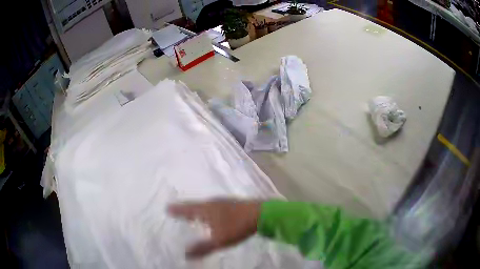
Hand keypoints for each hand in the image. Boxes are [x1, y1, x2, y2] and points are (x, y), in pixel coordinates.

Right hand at [168, 199, 260, 258]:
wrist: (262, 214)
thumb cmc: (237, 226)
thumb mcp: (219, 240)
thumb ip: (202, 248)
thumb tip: (185, 254)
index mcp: (206, 209)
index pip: (187, 209)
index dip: (177, 210)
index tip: (167, 208)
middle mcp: (213, 203)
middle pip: (195, 205)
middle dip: (186, 208)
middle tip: (178, 210)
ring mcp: (224, 201)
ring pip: (206, 205)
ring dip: (197, 208)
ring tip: (193, 212)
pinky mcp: (233, 203)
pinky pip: (215, 206)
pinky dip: (208, 210)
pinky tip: (213, 214)